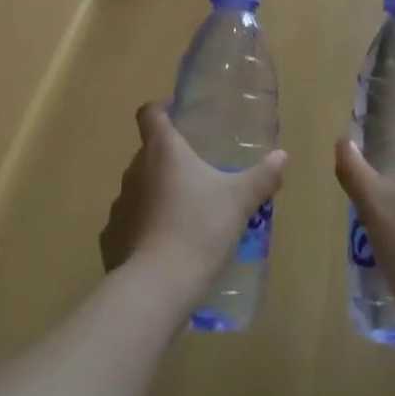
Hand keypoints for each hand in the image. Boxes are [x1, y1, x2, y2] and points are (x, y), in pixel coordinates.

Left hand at [101, 103, 287, 304]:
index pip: (149, 113)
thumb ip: (262, 176)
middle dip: (170, 159)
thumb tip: (283, 156)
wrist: (158, 285)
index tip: (177, 116)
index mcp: (163, 150)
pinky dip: (145, 227)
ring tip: (184, 212)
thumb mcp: (240, 201)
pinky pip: (130, 222)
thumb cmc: (200, 228)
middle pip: (148, 152)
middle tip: (198, 173)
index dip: (160, 110)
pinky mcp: (112, 237)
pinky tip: (166, 244)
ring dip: (157, 193)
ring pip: (140, 187)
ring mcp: (119, 204)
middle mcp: (135, 170)